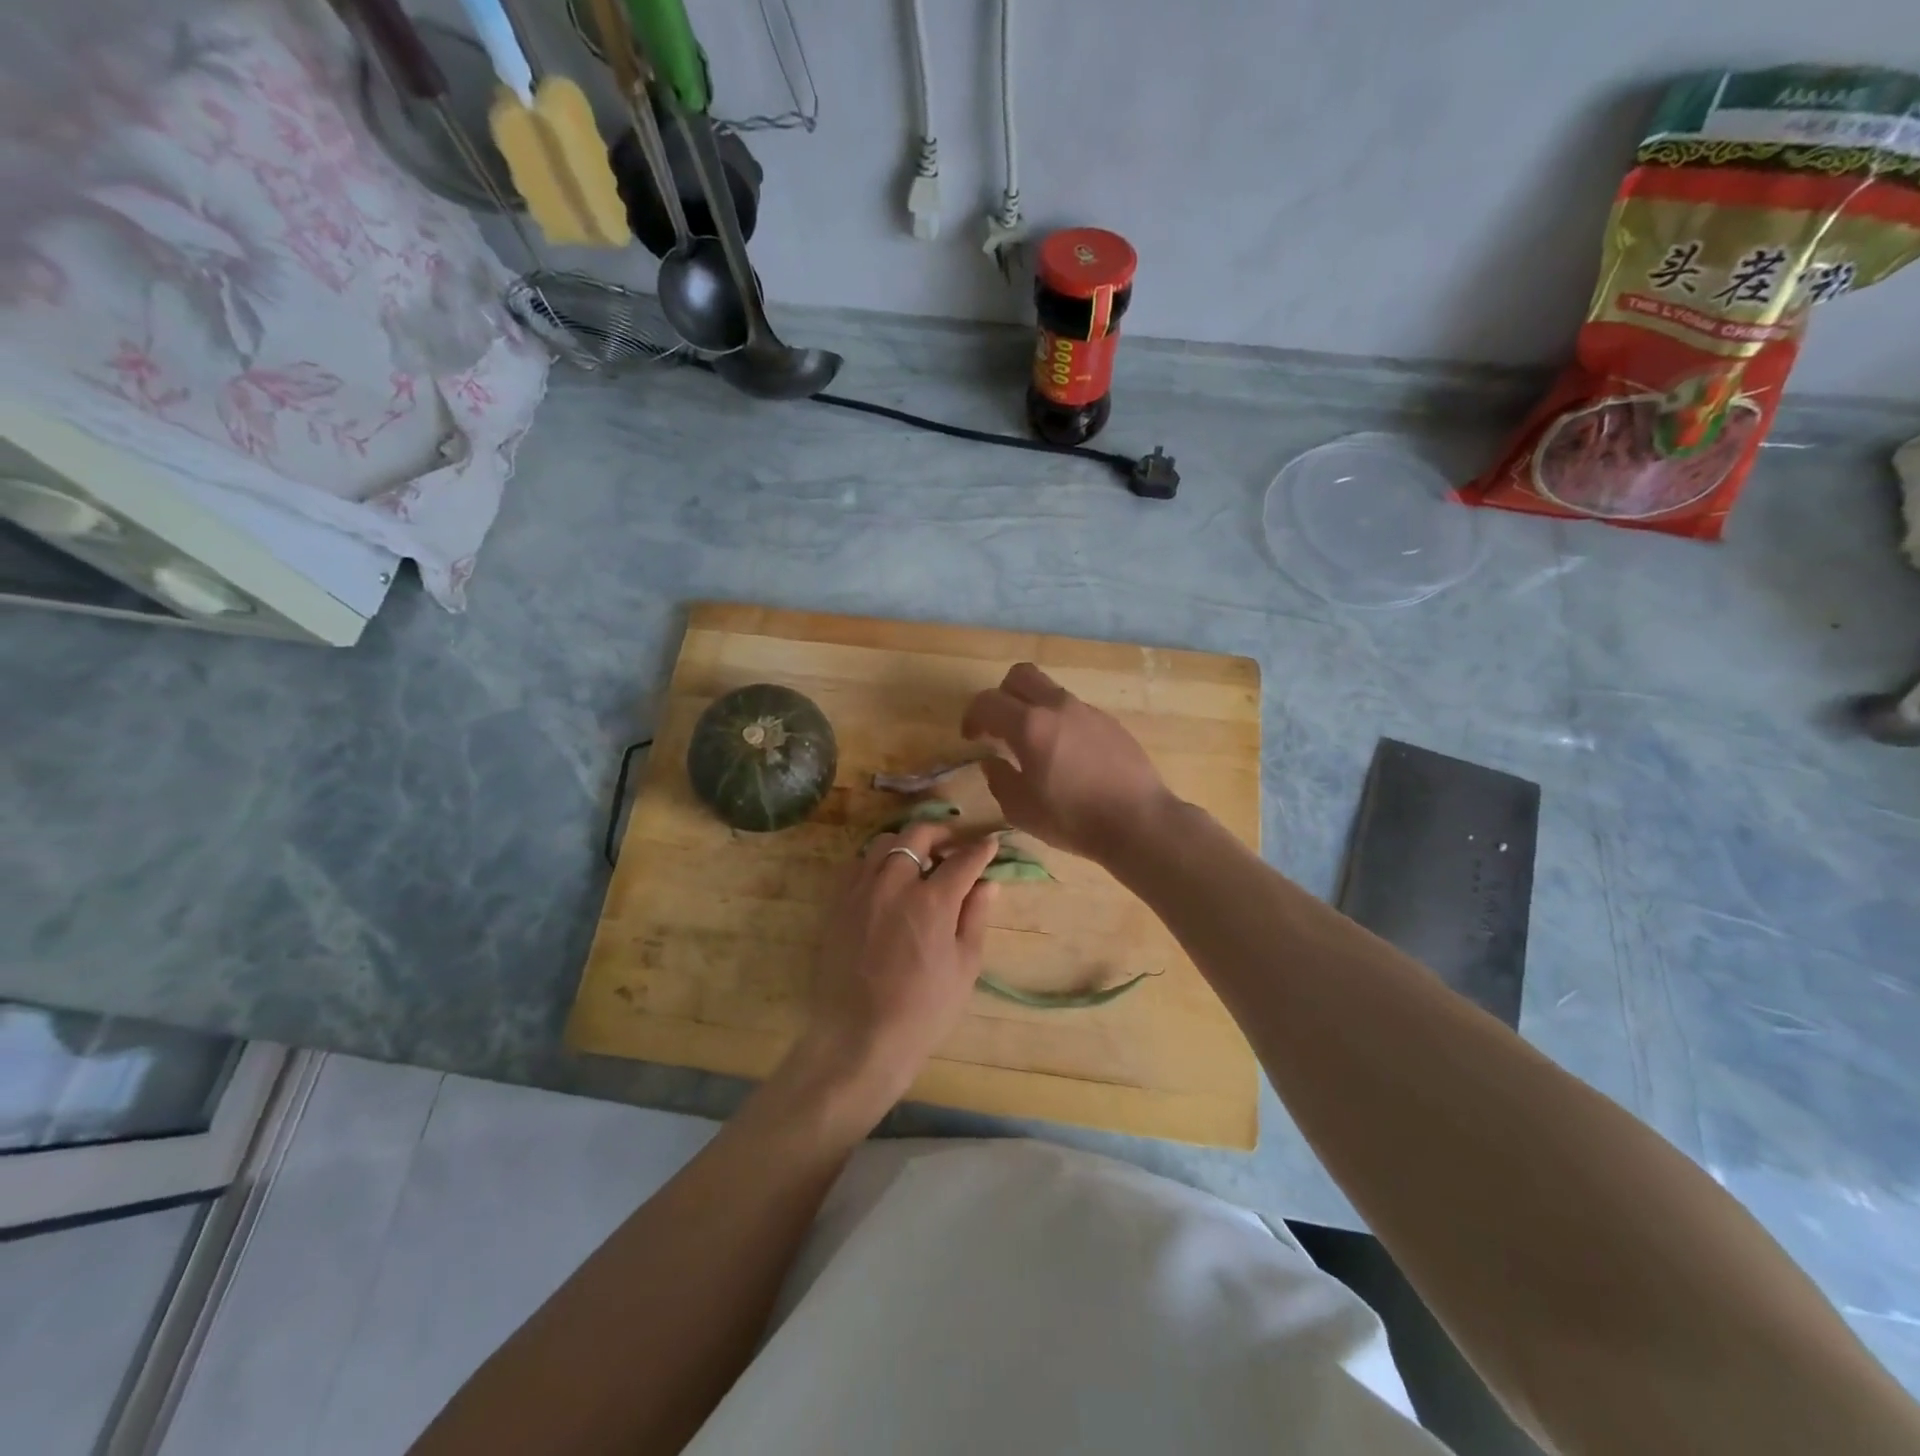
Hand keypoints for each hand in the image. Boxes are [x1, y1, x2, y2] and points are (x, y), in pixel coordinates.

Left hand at [786, 820, 1000, 1122]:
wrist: (859, 1038)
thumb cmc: (923, 1010)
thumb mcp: (964, 967)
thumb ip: (975, 917)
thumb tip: (987, 884)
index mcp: (932, 901)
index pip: (963, 859)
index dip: (981, 849)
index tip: (991, 843)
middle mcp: (894, 883)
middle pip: (918, 834)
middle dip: (942, 833)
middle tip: (954, 847)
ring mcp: (861, 890)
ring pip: (884, 842)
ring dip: (907, 843)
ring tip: (919, 861)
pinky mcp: (838, 903)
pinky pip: (858, 864)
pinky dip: (877, 861)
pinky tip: (887, 880)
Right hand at [962, 663, 1175, 863]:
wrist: (1139, 821)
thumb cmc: (1073, 819)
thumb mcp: (1021, 810)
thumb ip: (999, 780)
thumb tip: (993, 763)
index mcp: (1029, 726)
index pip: (987, 702)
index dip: (972, 717)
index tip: (972, 738)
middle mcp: (1058, 707)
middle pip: (1020, 676)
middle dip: (1002, 696)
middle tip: (1000, 726)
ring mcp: (1087, 711)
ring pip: (1050, 691)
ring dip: (1033, 708)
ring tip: (1035, 745)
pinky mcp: (1110, 722)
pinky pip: (1074, 710)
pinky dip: (1060, 722)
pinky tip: (1067, 756)